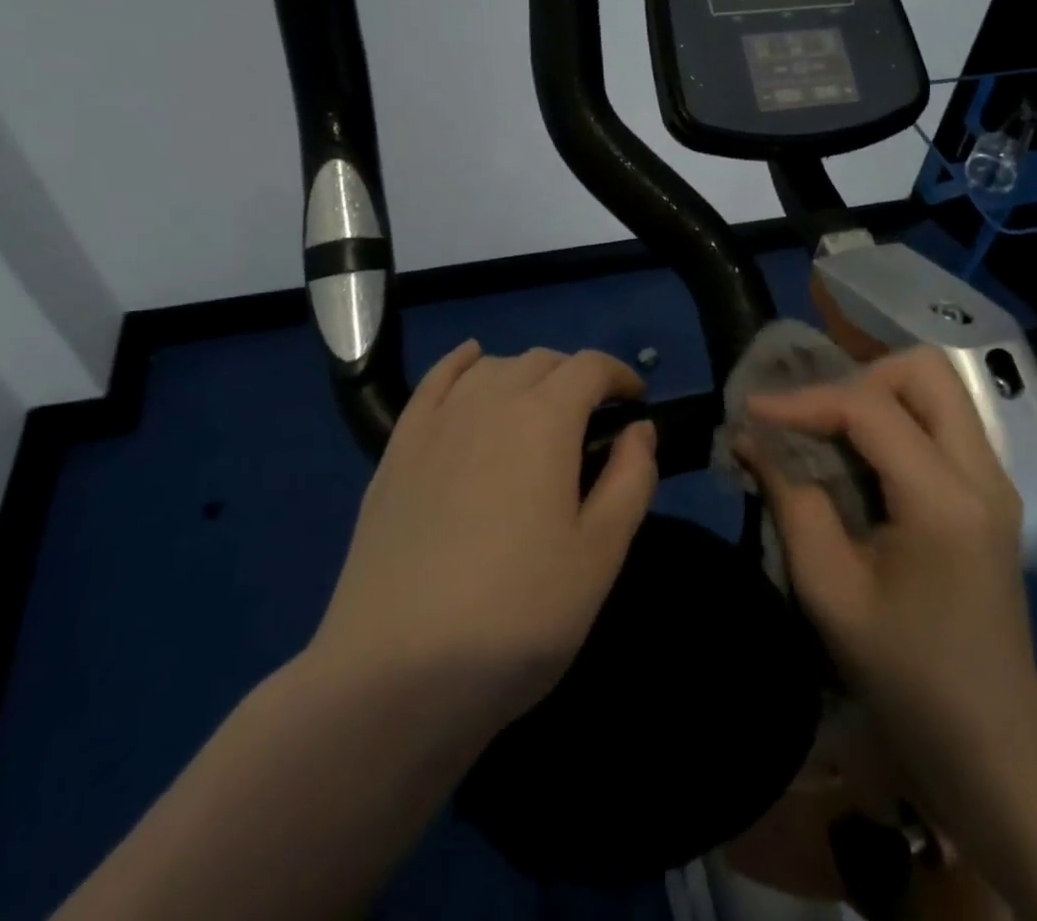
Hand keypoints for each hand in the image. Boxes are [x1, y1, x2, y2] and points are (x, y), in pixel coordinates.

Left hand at [307, 341, 657, 739]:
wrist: (396, 674)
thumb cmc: (518, 615)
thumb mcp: (600, 555)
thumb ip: (630, 479)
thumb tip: (640, 429)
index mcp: (544, 419)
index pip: (589, 367)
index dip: (619, 376)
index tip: (636, 402)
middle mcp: (489, 401)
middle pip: (541, 361)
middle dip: (577, 377)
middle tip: (594, 419)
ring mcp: (436, 423)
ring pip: (492, 367)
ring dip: (526, 374)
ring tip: (540, 409)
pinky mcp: (397, 450)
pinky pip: (434, 382)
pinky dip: (461, 363)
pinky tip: (471, 361)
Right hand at [737, 347, 1036, 773]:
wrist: (989, 733)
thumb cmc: (904, 671)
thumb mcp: (829, 591)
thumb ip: (790, 502)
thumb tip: (751, 438)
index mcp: (945, 502)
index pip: (872, 410)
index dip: (805, 400)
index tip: (753, 409)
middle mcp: (983, 473)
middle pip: (925, 370)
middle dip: (857, 378)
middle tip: (813, 417)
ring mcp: (995, 477)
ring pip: (937, 386)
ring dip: (878, 392)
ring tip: (832, 430)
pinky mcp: (990, 487)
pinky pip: (941, 417)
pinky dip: (896, 415)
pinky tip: (861, 454)